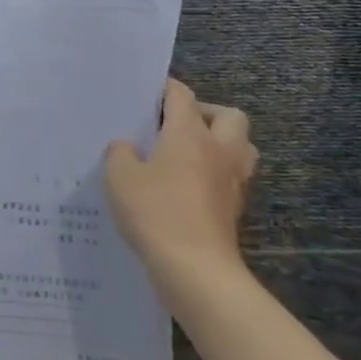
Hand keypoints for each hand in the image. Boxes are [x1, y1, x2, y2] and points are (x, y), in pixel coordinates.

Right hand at [104, 79, 255, 279]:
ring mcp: (232, 182)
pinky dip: (216, 176)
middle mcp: (218, 150)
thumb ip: (120, 152)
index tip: (146, 94)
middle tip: (177, 125)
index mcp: (190, 133)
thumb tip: (127, 147)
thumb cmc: (156, 212)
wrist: (196, 270)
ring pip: (241, 148)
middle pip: (230, 116)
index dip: (165, 89)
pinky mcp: (234, 210)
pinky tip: (188, 188)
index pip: (182, 95)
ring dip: (221, 144)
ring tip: (189, 155)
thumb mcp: (120, 176)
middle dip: (207, 114)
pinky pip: (232, 179)